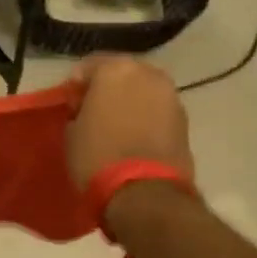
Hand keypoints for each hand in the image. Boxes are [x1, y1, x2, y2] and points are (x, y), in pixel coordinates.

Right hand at [65, 54, 192, 189]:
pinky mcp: (185, 121)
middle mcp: (148, 73)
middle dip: (108, 89)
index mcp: (116, 69)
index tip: (71, 104)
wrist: (144, 192)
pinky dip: (146, 118)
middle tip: (94, 112)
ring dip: (130, 103)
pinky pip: (158, 111)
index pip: (89, 65)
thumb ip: (79, 110)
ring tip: (116, 127)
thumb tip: (87, 110)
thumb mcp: (72, 131)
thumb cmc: (98, 155)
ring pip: (143, 91)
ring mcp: (171, 96)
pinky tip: (134, 139)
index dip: (77, 85)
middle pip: (122, 74)